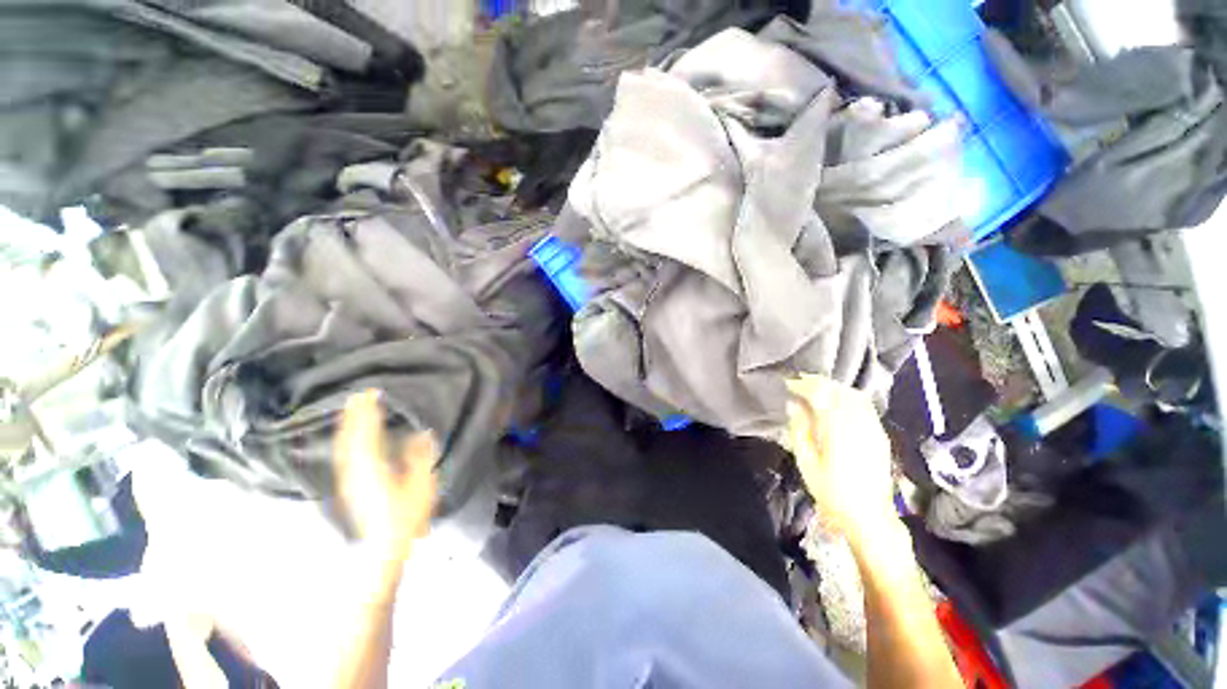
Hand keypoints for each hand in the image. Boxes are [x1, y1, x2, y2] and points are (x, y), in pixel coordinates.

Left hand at [334, 390, 437, 565]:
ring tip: (353, 409)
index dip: (368, 413)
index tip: (372, 393)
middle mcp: (356, 470)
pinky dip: (347, 439)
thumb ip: (420, 456)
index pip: (367, 433)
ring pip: (344, 446)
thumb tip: (421, 432)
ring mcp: (350, 479)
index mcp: (373, 467)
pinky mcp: (351, 485)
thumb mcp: (422, 484)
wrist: (384, 546)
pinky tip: (349, 436)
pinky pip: (345, 454)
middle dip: (354, 414)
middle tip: (359, 394)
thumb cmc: (406, 515)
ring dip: (348, 425)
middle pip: (351, 437)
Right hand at [786, 375, 897, 545]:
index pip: (822, 395)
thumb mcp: (807, 463)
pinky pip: (865, 406)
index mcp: (838, 430)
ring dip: (834, 388)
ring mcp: (873, 429)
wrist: (869, 516)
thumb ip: (800, 430)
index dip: (804, 384)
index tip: (789, 383)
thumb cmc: (832, 492)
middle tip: (800, 383)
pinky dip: (848, 397)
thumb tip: (793, 405)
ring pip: (854, 395)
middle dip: (818, 383)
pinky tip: (837, 404)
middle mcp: (859, 424)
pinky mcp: (880, 435)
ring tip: (816, 390)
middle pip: (840, 391)